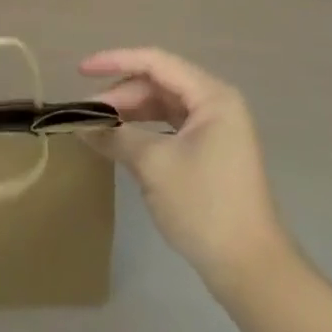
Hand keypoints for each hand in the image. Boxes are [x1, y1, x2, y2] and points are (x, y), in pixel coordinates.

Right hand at [80, 47, 290, 288]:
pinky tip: (122, 140)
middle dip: (122, 94)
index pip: (156, 62)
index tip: (81, 70)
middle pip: (159, 83)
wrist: (251, 270)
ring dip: (131, 112)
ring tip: (99, 125)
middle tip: (87, 112)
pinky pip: (171, 126)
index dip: (115, 61)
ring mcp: (216, 128)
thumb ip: (116, 136)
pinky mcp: (211, 152)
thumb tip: (80, 124)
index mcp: (211, 96)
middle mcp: (216, 103)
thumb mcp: (154, 166)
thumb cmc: (205, 206)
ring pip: (164, 105)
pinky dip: (145, 130)